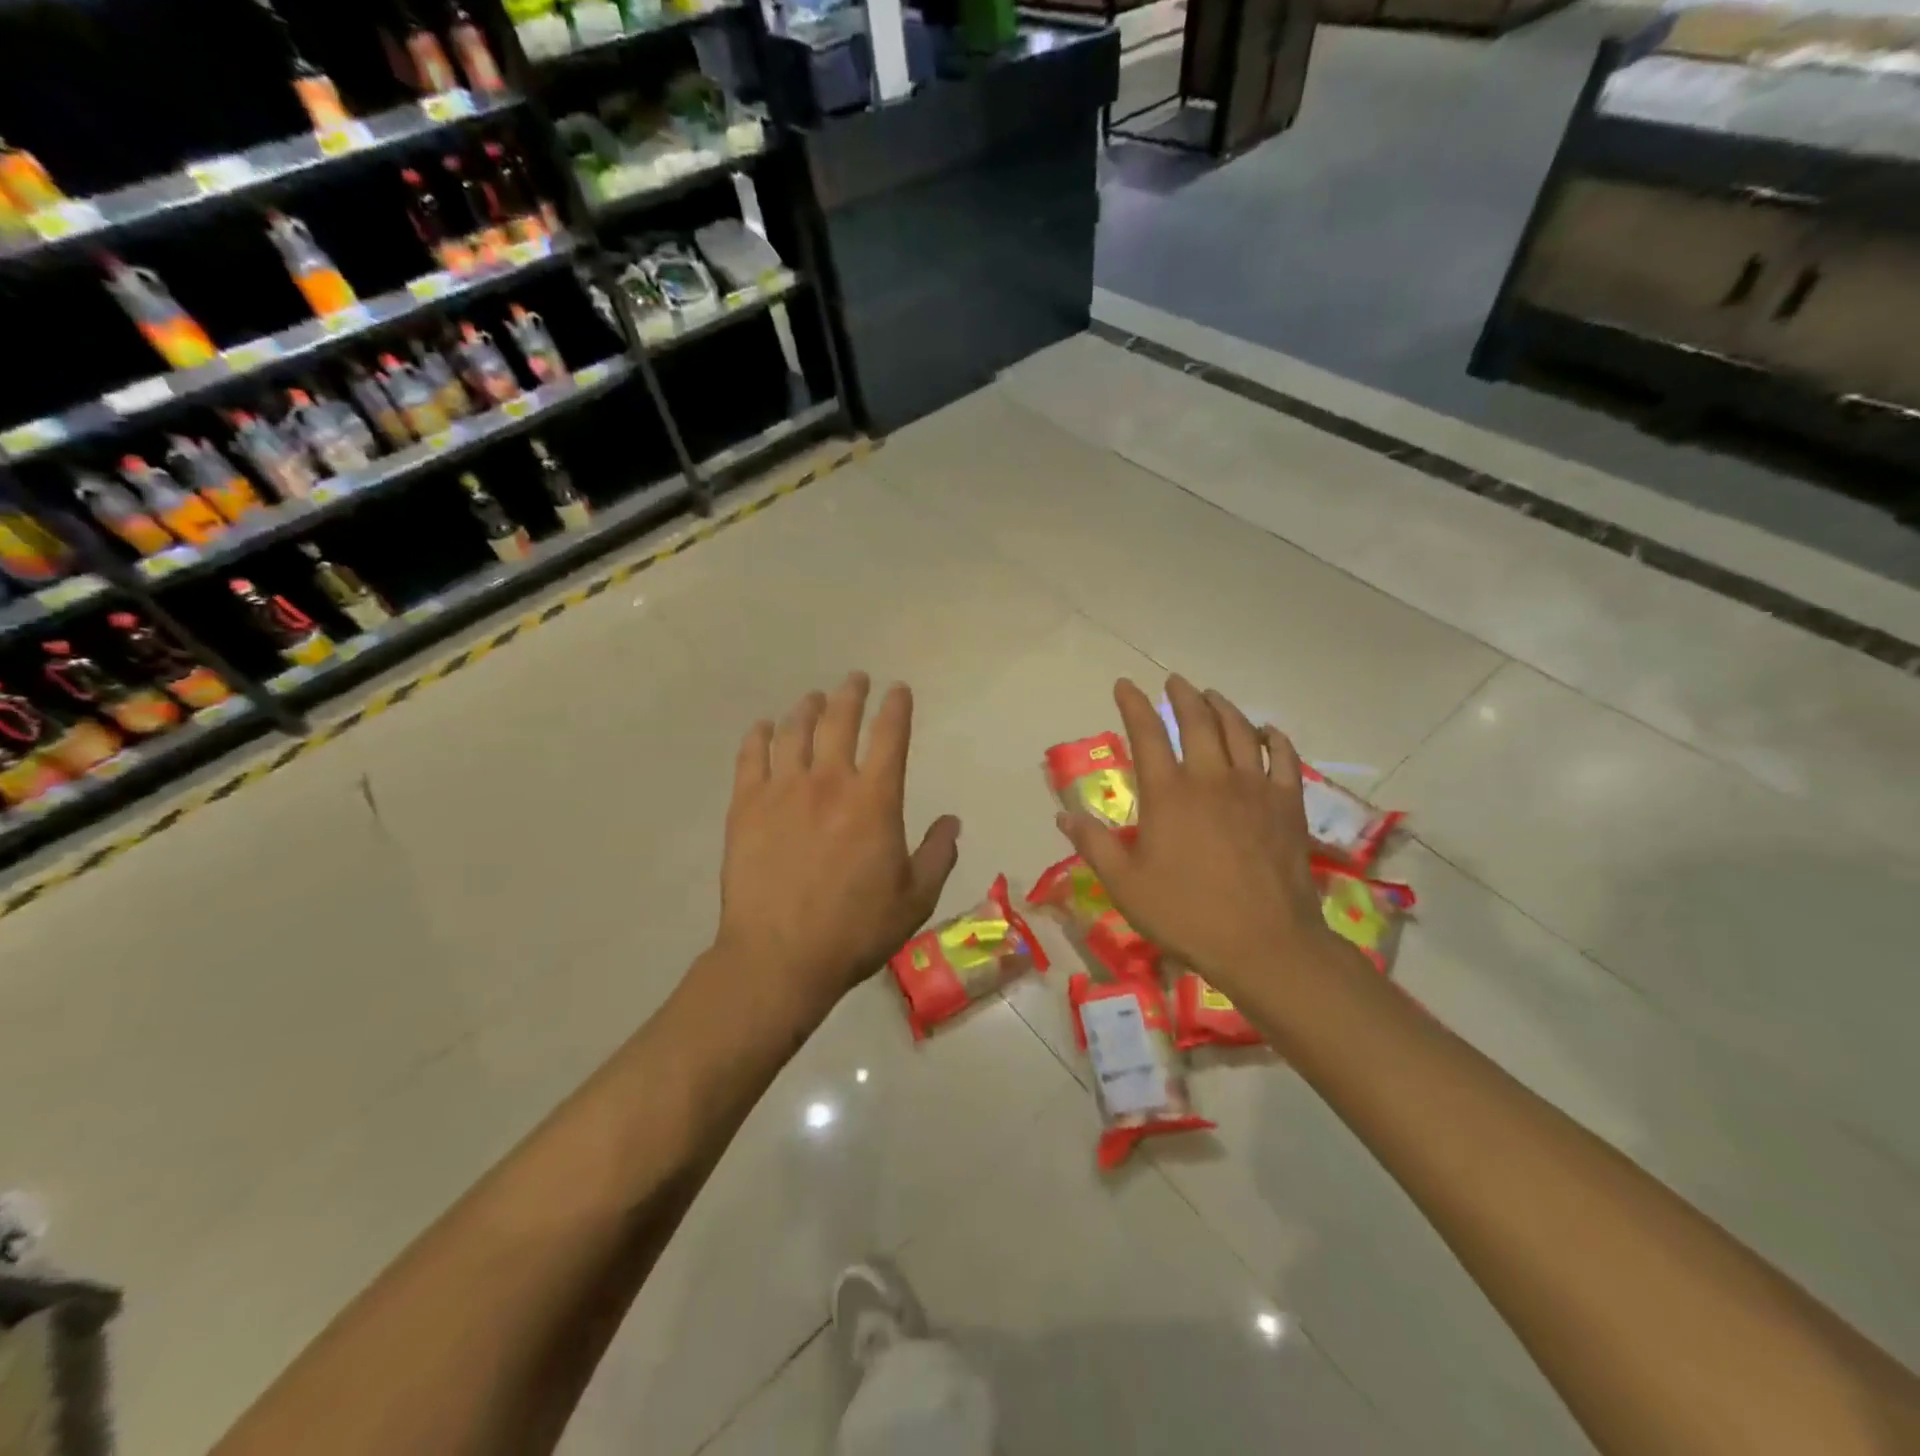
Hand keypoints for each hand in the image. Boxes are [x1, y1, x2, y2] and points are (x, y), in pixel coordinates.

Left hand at [712, 672, 960, 1032]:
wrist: (779, 957)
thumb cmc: (855, 930)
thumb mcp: (915, 899)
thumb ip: (939, 854)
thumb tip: (952, 821)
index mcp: (875, 800)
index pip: (890, 736)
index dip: (896, 707)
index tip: (898, 689)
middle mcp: (829, 782)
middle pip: (840, 721)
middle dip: (851, 694)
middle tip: (855, 679)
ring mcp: (782, 790)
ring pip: (794, 731)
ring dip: (807, 708)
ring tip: (814, 699)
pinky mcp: (746, 806)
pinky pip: (751, 757)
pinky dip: (759, 736)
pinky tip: (764, 728)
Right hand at [1058, 676, 1361, 1019]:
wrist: (1264, 944)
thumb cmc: (1186, 915)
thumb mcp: (1125, 885)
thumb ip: (1095, 845)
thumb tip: (1064, 814)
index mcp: (1168, 794)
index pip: (1147, 734)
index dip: (1134, 705)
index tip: (1125, 684)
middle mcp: (1211, 778)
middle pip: (1198, 721)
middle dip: (1183, 695)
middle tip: (1175, 682)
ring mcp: (1254, 788)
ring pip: (1240, 730)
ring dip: (1223, 707)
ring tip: (1212, 696)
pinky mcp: (1287, 805)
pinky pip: (1283, 757)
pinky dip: (1273, 738)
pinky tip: (1266, 732)